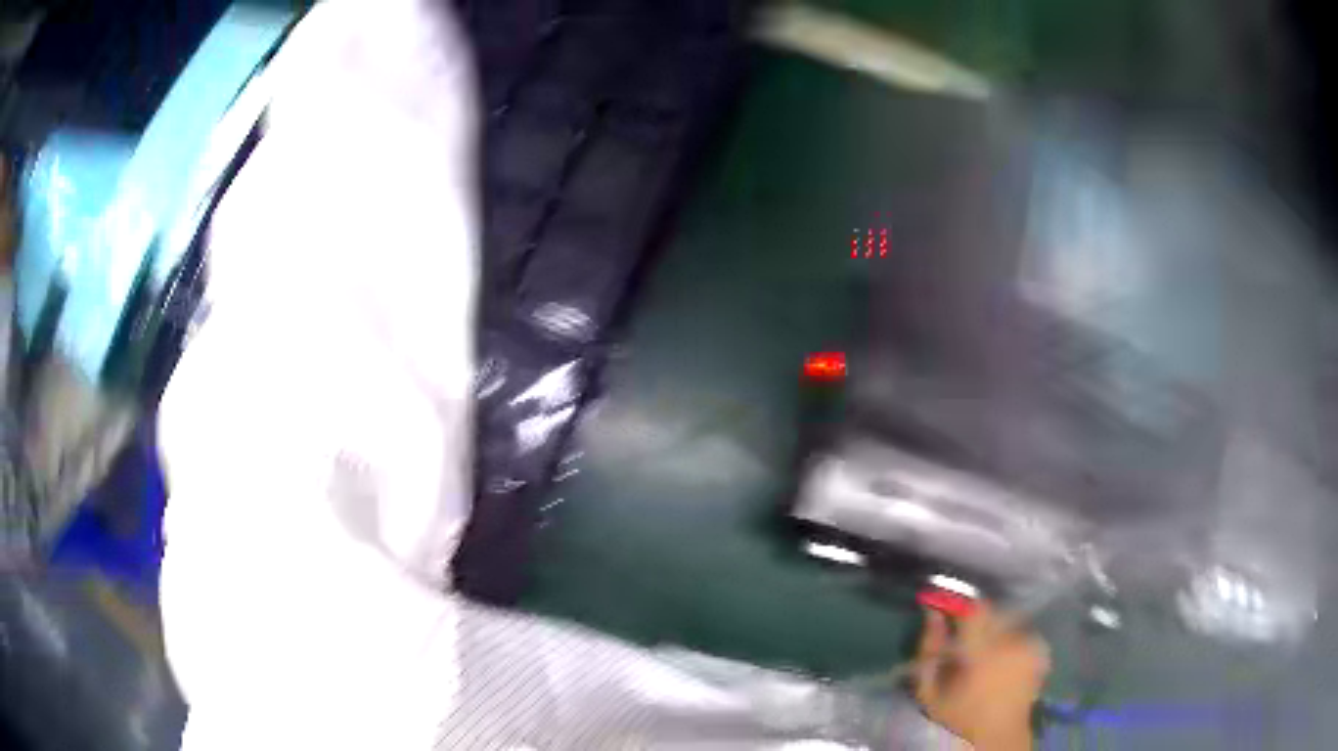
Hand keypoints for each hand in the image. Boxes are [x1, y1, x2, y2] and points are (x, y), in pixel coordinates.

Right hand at [913, 602, 1049, 749]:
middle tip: (962, 633)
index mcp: (981, 652)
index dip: (958, 598)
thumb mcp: (930, 691)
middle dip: (975, 616)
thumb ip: (928, 650)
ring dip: (993, 627)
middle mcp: (1010, 641)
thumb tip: (932, 614)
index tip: (942, 600)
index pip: (973, 607)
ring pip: (1007, 619)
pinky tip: (1002, 656)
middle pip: (991, 610)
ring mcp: (1029, 644)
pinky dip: (1010, 638)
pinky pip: (1021, 631)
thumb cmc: (958, 718)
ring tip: (983, 648)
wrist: (997, 736)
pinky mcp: (1040, 650)